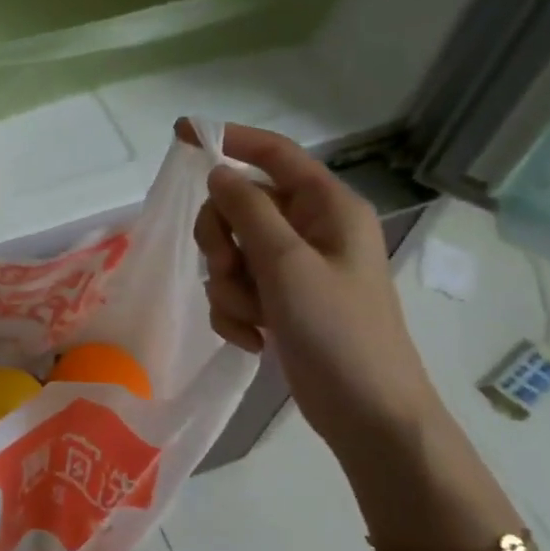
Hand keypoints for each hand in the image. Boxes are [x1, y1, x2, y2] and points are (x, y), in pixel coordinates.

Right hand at [184, 121, 439, 456]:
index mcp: (327, 208)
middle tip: (228, 267)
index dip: (229, 140)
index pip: (273, 154)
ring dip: (229, 286)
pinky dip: (235, 313)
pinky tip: (254, 339)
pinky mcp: (280, 302)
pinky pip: (236, 288)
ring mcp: (293, 269)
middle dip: (222, 239)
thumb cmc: (338, 332)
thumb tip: (218, 171)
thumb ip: (248, 211)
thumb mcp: (287, 265)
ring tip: (253, 317)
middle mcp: (310, 230)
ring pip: (231, 252)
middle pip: (239, 206)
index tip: (182, 136)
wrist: (367, 414)